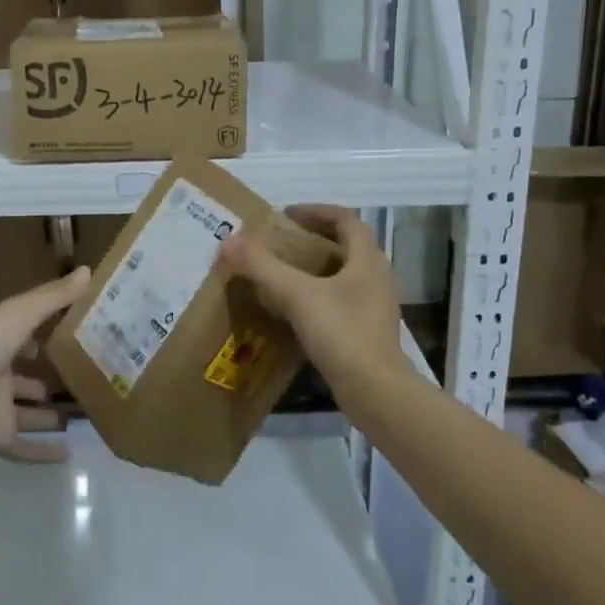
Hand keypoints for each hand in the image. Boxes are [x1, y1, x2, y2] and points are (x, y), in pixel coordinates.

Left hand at [0, 266, 90, 462]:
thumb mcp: (19, 314)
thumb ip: (53, 297)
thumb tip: (88, 270)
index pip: (26, 335)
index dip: (47, 333)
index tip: (79, 333)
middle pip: (28, 377)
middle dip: (50, 378)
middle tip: (88, 380)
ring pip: (28, 412)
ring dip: (50, 414)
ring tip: (84, 415)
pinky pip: (23, 446)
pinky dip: (43, 452)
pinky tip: (70, 453)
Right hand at [218, 206, 403, 391]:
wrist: (375, 392)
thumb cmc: (342, 333)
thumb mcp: (297, 294)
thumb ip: (262, 266)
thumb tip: (228, 241)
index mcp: (367, 259)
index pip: (345, 219)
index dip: (315, 211)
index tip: (286, 215)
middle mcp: (376, 277)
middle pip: (345, 245)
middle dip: (311, 240)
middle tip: (278, 244)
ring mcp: (374, 306)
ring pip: (343, 275)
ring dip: (314, 269)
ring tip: (280, 275)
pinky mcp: (367, 331)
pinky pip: (340, 301)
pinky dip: (317, 296)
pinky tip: (293, 311)